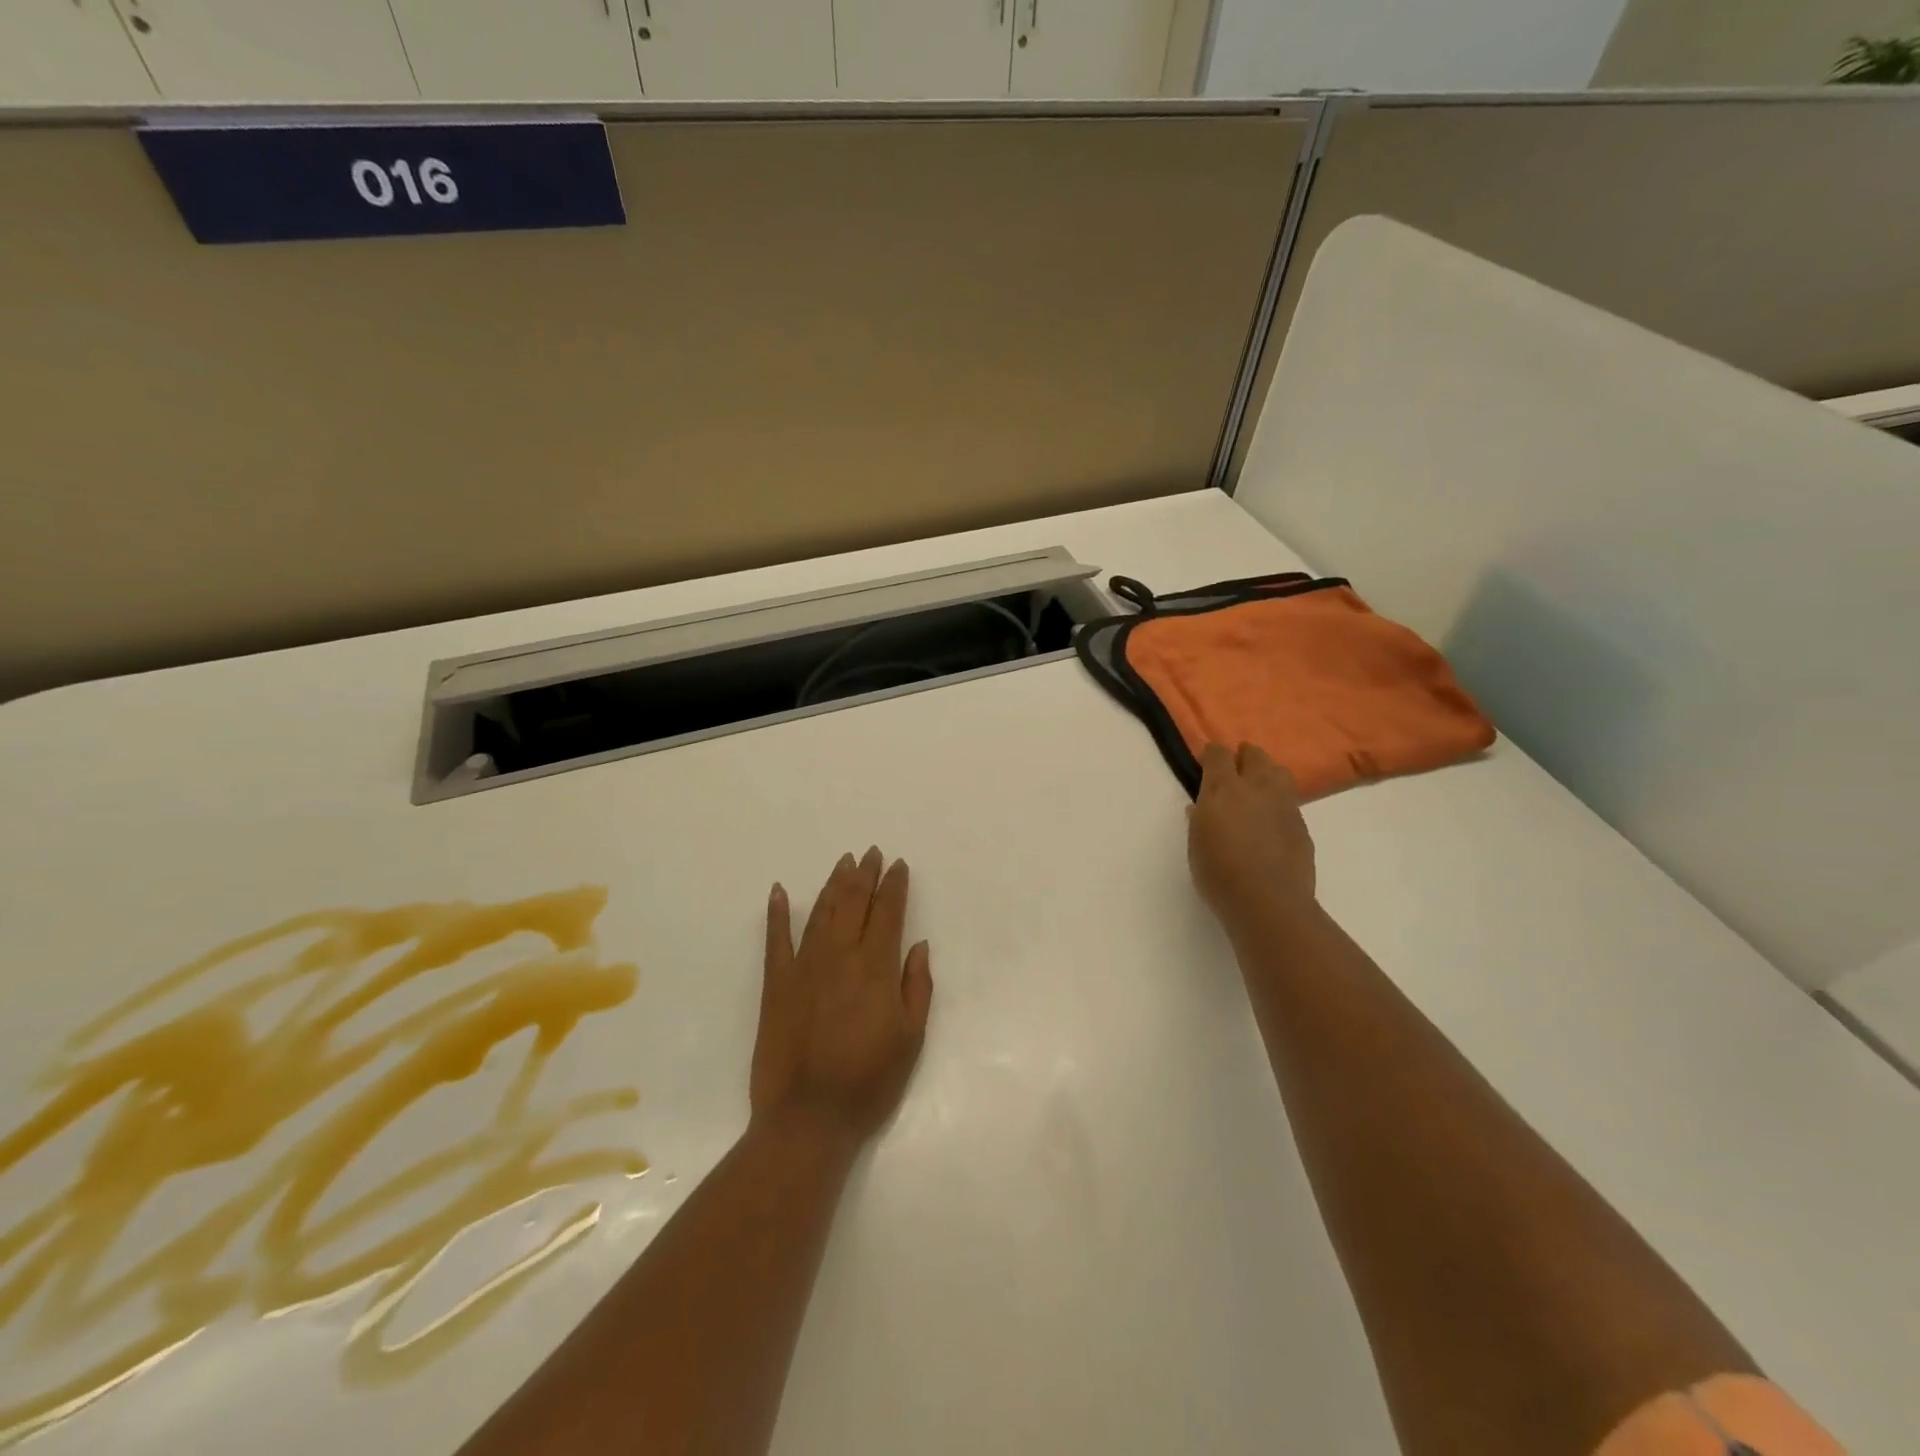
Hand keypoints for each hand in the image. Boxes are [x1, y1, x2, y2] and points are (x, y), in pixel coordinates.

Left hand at [751, 848, 933, 1145]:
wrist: (807, 1118)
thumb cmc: (869, 1082)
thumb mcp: (911, 1039)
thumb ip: (917, 987)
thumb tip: (917, 945)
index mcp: (876, 968)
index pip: (888, 913)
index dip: (894, 886)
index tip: (898, 865)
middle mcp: (840, 956)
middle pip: (854, 903)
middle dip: (865, 875)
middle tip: (871, 853)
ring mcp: (804, 967)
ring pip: (821, 912)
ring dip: (833, 884)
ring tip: (843, 863)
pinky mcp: (776, 984)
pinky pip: (775, 940)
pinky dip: (777, 913)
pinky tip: (779, 891)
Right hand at [1187, 742, 1318, 938]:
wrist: (1268, 902)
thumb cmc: (1219, 874)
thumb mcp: (1196, 845)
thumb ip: (1199, 820)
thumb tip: (1199, 807)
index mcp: (1223, 789)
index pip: (1219, 754)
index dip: (1212, 755)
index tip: (1206, 763)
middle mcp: (1256, 788)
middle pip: (1255, 754)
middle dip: (1244, 756)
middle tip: (1234, 770)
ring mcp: (1284, 804)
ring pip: (1278, 772)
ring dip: (1266, 773)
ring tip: (1257, 790)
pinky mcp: (1301, 824)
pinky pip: (1290, 801)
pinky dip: (1278, 802)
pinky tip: (1270, 821)